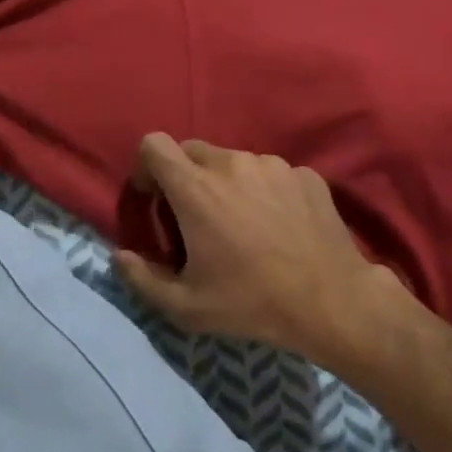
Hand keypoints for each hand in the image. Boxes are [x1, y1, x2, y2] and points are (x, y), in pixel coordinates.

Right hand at [115, 134, 401, 363]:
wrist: (331, 300)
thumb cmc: (252, 303)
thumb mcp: (186, 306)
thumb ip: (142, 278)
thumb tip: (119, 256)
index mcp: (196, 188)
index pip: (154, 144)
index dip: (147, 168)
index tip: (156, 200)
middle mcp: (232, 163)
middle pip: (193, 151)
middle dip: (185, 178)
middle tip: (196, 219)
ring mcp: (272, 164)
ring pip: (234, 162)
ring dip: (227, 184)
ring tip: (243, 226)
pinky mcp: (304, 173)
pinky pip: (270, 173)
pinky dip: (264, 191)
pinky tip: (279, 227)